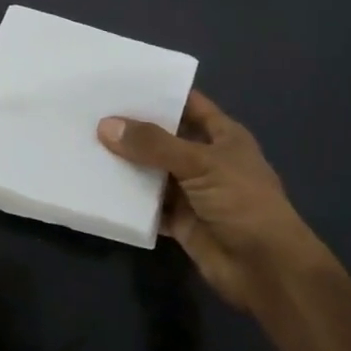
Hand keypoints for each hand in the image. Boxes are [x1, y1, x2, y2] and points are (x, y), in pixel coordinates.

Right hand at [98, 89, 331, 312]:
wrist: (266, 269)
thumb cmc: (243, 203)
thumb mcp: (200, 163)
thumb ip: (153, 144)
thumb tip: (105, 126)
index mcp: (222, 136)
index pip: (188, 104)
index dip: (159, 92)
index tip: (120, 81)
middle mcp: (205, 159)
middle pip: (164, 137)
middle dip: (132, 127)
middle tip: (90, 110)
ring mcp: (191, 191)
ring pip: (151, 171)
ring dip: (125, 163)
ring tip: (84, 142)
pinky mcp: (179, 220)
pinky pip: (147, 204)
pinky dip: (126, 198)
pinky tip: (97, 185)